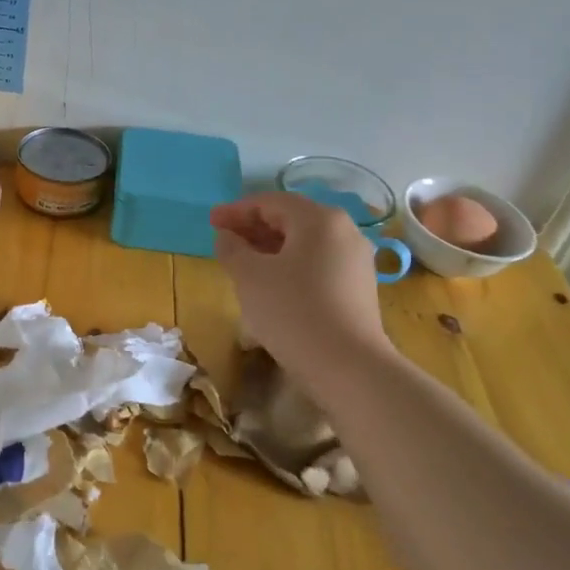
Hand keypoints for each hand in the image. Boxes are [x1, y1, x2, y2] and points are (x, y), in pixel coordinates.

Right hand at [211, 192, 388, 382]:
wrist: (347, 366)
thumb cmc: (292, 311)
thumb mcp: (250, 277)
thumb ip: (232, 249)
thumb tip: (227, 236)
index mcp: (319, 219)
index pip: (271, 202)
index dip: (237, 210)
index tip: (211, 221)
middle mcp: (344, 231)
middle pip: (291, 219)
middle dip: (254, 227)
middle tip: (223, 239)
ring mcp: (356, 261)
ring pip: (305, 244)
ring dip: (270, 248)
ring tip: (243, 262)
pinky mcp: (358, 288)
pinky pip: (317, 264)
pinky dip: (290, 265)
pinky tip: (271, 284)